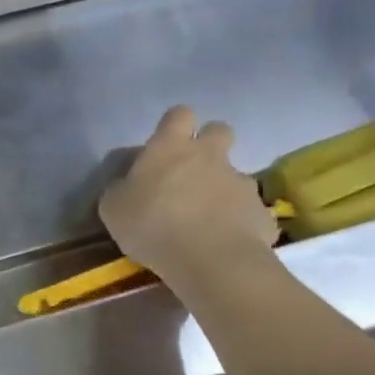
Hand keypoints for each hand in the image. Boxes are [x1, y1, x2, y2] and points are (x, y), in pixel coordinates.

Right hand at [98, 105, 279, 284]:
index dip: (173, 124)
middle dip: (209, 143)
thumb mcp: (113, 208)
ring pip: (235, 174)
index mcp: (170, 147)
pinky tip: (223, 243)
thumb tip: (128, 185)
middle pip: (219, 130)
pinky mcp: (261, 212)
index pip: (178, 114)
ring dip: (222, 188)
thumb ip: (122, 189)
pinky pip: (248, 211)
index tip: (165, 143)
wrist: (210, 260)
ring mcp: (241, 182)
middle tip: (191, 170)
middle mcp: (210, 156)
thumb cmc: (151, 225)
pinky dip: (237, 221)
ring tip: (206, 219)